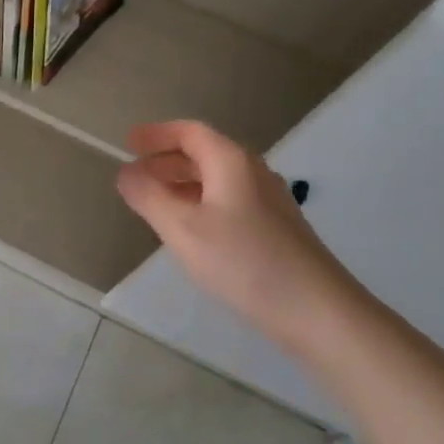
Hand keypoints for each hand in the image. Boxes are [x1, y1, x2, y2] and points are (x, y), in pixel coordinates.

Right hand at [116, 120, 363, 358]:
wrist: (318, 311)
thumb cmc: (243, 261)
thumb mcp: (182, 229)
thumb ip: (149, 196)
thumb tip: (126, 172)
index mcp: (231, 162)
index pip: (190, 132)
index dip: (156, 134)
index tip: (127, 143)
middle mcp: (253, 172)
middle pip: (204, 153)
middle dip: (166, 159)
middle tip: (134, 174)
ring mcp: (268, 201)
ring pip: (216, 179)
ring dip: (182, 183)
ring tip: (154, 201)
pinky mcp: (275, 229)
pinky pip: (228, 200)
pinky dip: (200, 202)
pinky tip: (190, 230)